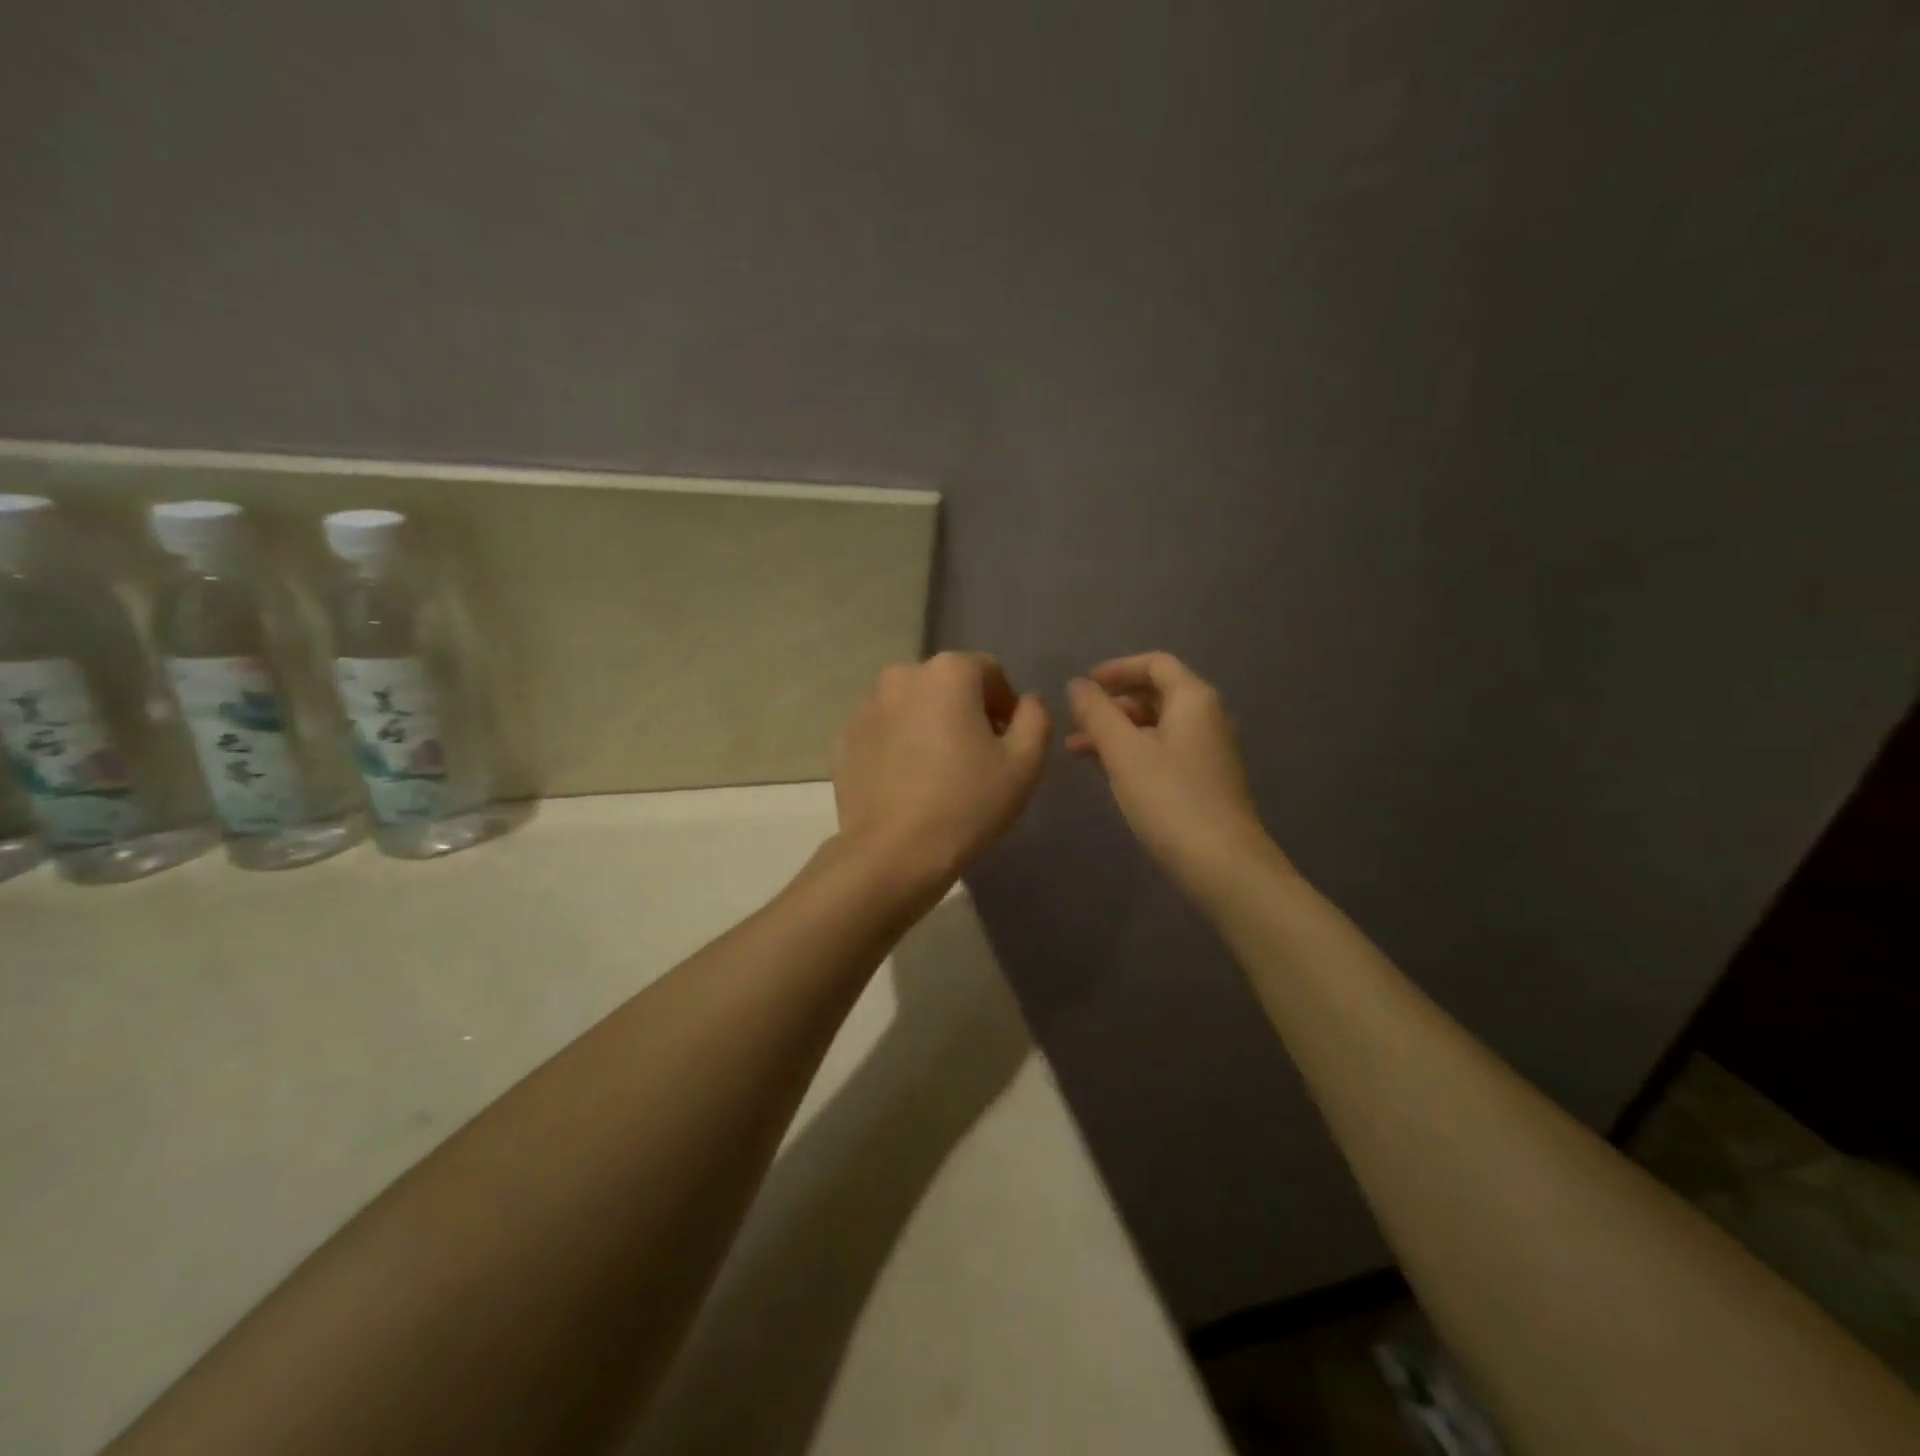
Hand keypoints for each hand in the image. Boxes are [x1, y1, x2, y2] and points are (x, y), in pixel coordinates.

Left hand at [832, 652, 1049, 894]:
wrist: (893, 853)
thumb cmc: (967, 803)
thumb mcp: (1025, 762)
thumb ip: (1035, 718)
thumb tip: (1025, 702)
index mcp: (948, 671)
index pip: (989, 672)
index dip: (1006, 705)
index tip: (1009, 743)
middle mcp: (902, 675)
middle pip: (947, 685)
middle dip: (967, 712)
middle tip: (978, 758)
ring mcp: (866, 706)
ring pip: (913, 707)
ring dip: (930, 726)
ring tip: (940, 772)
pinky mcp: (844, 739)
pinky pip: (885, 732)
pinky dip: (900, 745)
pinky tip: (908, 784)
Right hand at [1067, 653, 1281, 894]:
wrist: (1222, 865)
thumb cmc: (1170, 800)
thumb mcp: (1124, 753)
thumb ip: (1097, 713)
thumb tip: (1077, 685)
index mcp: (1193, 699)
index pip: (1155, 664)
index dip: (1117, 669)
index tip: (1084, 685)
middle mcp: (1207, 717)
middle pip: (1156, 693)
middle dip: (1112, 704)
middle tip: (1075, 721)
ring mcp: (1209, 751)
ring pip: (1156, 726)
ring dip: (1117, 731)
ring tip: (1076, 750)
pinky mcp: (1205, 780)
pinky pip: (1164, 750)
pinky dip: (1133, 752)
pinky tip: (1108, 772)